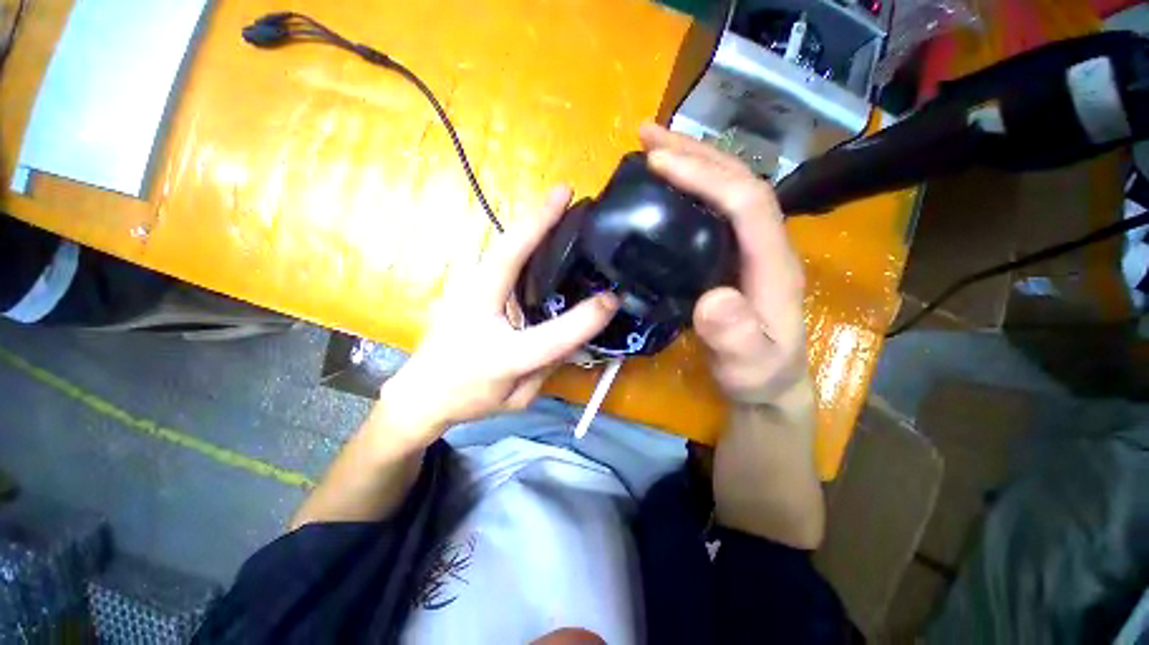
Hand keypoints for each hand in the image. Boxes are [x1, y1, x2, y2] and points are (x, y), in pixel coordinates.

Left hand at [373, 186, 618, 452]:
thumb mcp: (519, 397)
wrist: (421, 392)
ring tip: (557, 203)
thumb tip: (575, 337)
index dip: (584, 319)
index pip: (551, 336)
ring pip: (501, 249)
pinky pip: (498, 257)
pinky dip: (520, 240)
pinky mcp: (465, 286)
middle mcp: (479, 313)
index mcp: (500, 355)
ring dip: (529, 224)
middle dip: (537, 222)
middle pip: (508, 259)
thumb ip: (550, 365)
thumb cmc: (470, 398)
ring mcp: (466, 292)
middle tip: (565, 194)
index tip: (612, 300)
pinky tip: (539, 233)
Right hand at [640, 123, 807, 405]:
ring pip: (726, 189)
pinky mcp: (729, 255)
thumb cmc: (759, 374)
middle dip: (694, 152)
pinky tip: (665, 187)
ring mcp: (747, 247)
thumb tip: (712, 298)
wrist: (768, 383)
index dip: (705, 176)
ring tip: (652, 148)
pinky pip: (712, 210)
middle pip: (738, 181)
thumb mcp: (749, 364)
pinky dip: (688, 188)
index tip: (658, 163)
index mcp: (773, 263)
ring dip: (691, 161)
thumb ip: (736, 337)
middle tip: (646, 136)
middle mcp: (764, 244)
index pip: (747, 202)